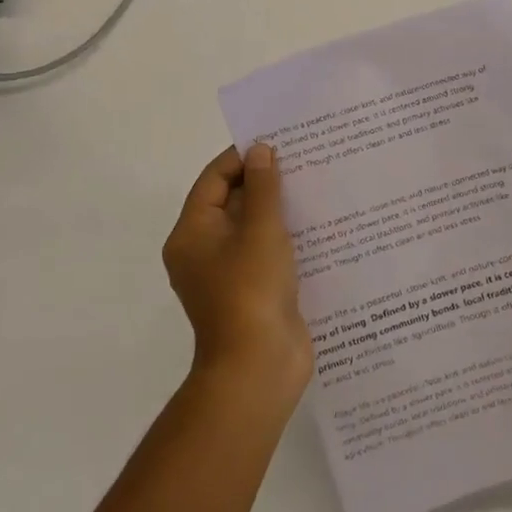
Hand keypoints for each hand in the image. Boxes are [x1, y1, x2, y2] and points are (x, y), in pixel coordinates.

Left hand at [163, 144, 312, 397]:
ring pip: (253, 227)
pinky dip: (287, 236)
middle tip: (304, 159)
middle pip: (233, 201)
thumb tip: (260, 150)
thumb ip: (263, 187)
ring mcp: (229, 274)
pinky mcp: (253, 292)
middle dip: (265, 181)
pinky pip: (267, 252)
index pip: (214, 179)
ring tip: (316, 184)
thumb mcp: (260, 230)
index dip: (243, 157)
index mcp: (192, 233)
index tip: (278, 142)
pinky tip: (319, 223)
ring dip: (280, 208)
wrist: (258, 369)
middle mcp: (204, 251)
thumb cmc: (251, 290)